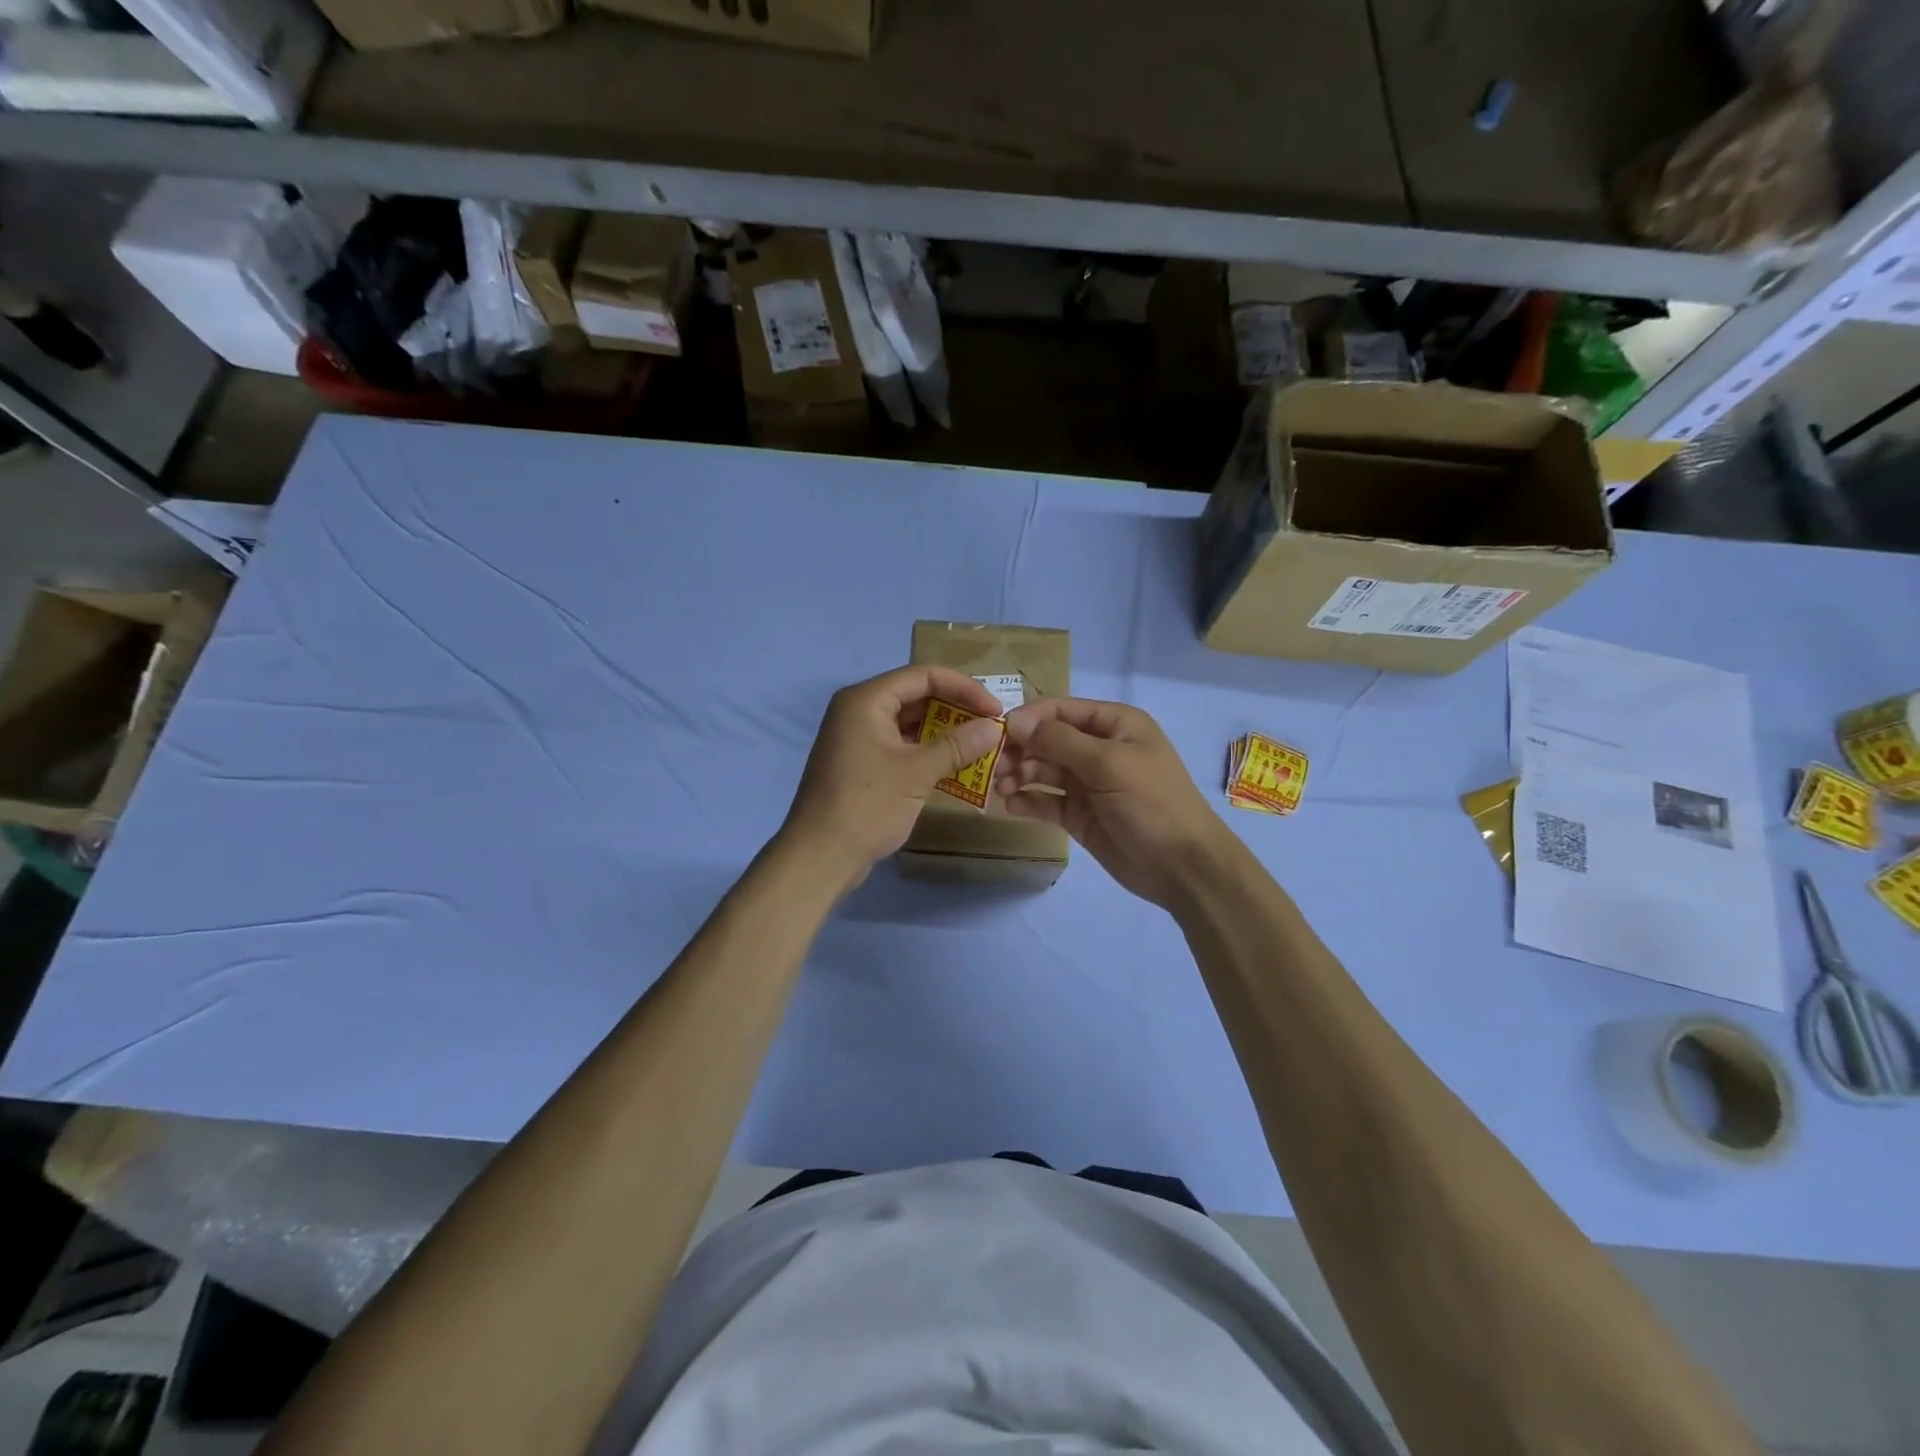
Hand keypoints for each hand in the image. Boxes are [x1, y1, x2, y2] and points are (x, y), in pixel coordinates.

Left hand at [779, 665, 1006, 891]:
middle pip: (916, 695)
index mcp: (866, 700)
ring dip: (944, 732)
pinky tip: (954, 766)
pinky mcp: (861, 762)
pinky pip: (900, 744)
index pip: (923, 675)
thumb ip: (957, 745)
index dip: (964, 688)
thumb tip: (995, 728)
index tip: (995, 710)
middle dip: (955, 709)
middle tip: (990, 728)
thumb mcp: (916, 773)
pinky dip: (926, 751)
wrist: (820, 855)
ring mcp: (858, 737)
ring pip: (909, 722)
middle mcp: (859, 710)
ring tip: (978, 746)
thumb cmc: (867, 805)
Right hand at [994, 697, 1231, 909]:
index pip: (1060, 710)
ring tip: (1003, 790)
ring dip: (1019, 776)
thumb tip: (1015, 722)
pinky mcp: (1079, 814)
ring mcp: (1087, 783)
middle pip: (1047, 740)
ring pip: (1042, 770)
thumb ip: (1060, 741)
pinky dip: (1027, 801)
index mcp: (1113, 724)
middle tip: (996, 768)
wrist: (1182, 866)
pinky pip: (1045, 801)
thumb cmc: (1151, 803)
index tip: (1000, 735)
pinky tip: (1013, 807)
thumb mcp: (1108, 764)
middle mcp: (1098, 749)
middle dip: (1020, 750)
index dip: (1029, 719)